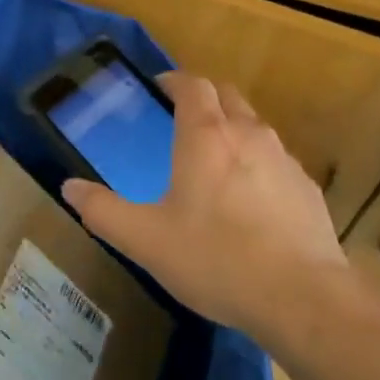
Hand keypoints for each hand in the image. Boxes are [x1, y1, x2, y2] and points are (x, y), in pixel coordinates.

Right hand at [62, 74, 348, 344]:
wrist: (303, 299)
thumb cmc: (215, 259)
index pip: (192, 85)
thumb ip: (102, 211)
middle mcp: (248, 134)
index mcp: (205, 136)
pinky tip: (251, 203)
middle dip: (204, 99)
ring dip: (233, 131)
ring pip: (256, 127)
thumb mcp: (145, 240)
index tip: (158, 89)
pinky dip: (259, 166)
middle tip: (182, 120)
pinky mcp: (309, 190)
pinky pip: (278, 162)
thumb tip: (69, 188)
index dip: (174, 81)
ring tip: (215, 162)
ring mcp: (284, 161)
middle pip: (227, 96)